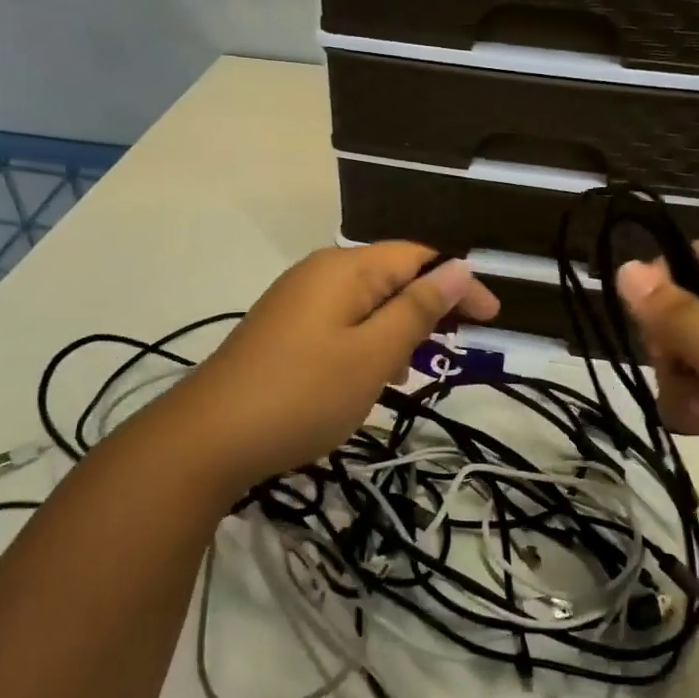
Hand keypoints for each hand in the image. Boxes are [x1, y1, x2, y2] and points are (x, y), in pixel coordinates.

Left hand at [163, 242, 498, 494]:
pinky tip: (374, 379)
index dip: (459, 284)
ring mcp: (297, 302)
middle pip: (392, 276)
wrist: (206, 439)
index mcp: (345, 269)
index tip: (491, 321)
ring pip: (367, 304)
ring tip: (416, 371)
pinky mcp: (283, 331)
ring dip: (400, 330)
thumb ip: (419, 308)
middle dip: (429, 308)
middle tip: (457, 348)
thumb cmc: (303, 394)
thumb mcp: (373, 354)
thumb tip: (460, 265)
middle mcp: (320, 273)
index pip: (419, 258)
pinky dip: (369, 344)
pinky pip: (342, 325)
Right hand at [616, 243, 698, 566]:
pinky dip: (685, 409)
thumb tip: (625, 267)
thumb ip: (680, 317)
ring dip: (677, 381)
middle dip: (669, 340)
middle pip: (685, 308)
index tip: (643, 310)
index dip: (668, 274)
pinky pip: (689, 392)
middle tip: (677, 367)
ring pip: (680, 354)